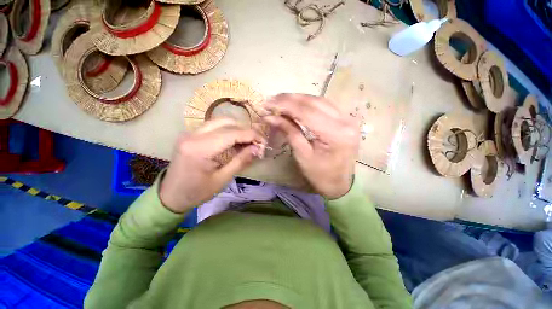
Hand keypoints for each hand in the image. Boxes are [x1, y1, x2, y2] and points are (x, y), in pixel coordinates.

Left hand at [159, 118, 265, 212]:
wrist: (170, 195)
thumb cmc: (196, 192)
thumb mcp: (222, 179)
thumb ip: (241, 161)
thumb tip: (257, 148)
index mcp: (200, 149)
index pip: (232, 134)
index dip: (251, 135)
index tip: (263, 141)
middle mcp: (193, 135)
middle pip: (227, 122)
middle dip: (245, 131)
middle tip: (255, 143)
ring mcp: (190, 132)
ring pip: (220, 121)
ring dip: (237, 130)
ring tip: (246, 143)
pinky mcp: (190, 134)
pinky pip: (213, 126)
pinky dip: (228, 131)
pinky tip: (234, 142)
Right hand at [263, 94, 358, 199]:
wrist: (339, 183)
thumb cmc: (320, 174)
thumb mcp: (302, 154)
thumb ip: (289, 131)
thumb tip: (270, 117)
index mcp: (336, 134)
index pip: (307, 112)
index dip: (285, 105)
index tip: (268, 103)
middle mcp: (346, 121)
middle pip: (314, 102)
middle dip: (290, 99)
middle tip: (272, 100)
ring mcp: (349, 118)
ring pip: (319, 100)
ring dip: (299, 98)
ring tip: (281, 100)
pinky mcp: (346, 119)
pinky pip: (325, 105)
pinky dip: (308, 103)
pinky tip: (297, 103)